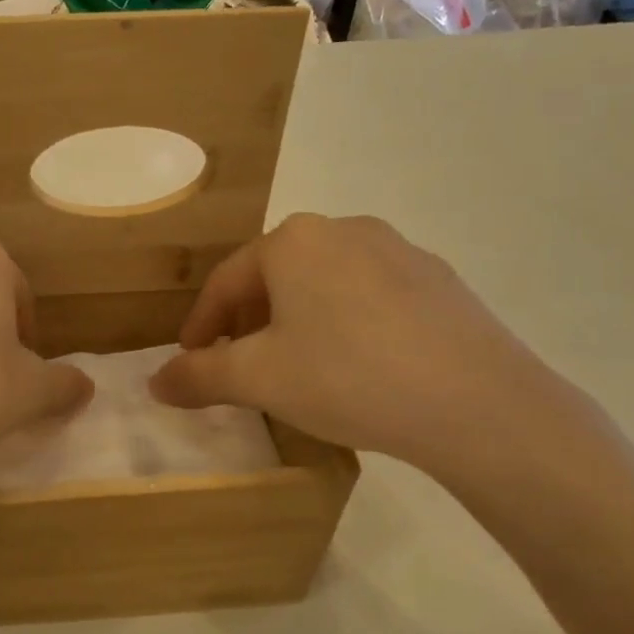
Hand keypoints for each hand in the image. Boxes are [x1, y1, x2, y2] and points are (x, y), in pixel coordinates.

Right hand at [149, 213, 594, 485]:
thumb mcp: (259, 379)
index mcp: (294, 241)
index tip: (190, 359)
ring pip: (325, 284)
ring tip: (296, 365)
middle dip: (248, 320)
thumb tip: (155, 382)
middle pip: (276, 276)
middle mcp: (345, 230)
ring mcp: (400, 251)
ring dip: (297, 320)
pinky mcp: (439, 281)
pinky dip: (346, 323)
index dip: (201, 323)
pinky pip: (371, 297)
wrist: (478, 403)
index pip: (227, 281)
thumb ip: (199, 376)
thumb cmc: (347, 376)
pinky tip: (357, 365)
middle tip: (239, 363)